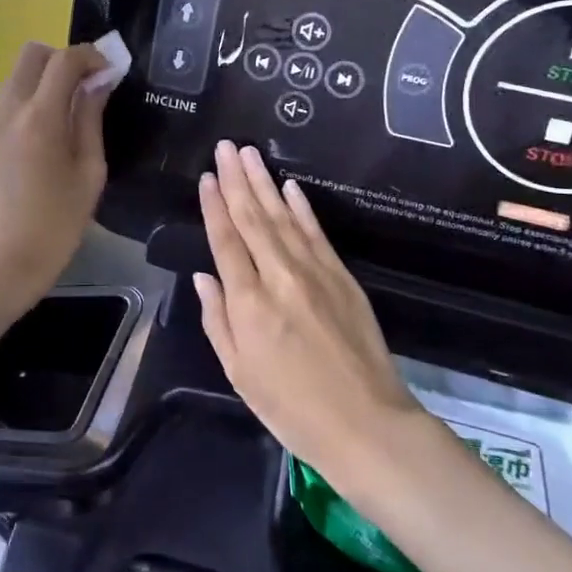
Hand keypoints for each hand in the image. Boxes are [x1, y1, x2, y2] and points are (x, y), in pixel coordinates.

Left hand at [0, 41, 110, 299]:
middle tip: (91, 84)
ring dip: (49, 74)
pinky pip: (14, 94)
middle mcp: (12, 108)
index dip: (91, 56)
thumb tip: (99, 82)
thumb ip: (91, 119)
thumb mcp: (89, 171)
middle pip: (34, 53)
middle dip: (65, 58)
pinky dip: (36, 92)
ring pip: (20, 71)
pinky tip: (57, 123)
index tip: (112, 73)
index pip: (64, 60)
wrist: (5, 259)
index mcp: (40, 117)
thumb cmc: (57, 223)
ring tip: (77, 105)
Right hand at [195, 142, 423, 486]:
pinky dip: (301, 207)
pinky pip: (316, 233)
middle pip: (253, 217)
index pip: (226, 240)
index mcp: (249, 302)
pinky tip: (290, 187)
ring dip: (264, 182)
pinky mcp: (342, 277)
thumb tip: (204, 276)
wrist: (367, 425)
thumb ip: (218, 320)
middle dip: (236, 179)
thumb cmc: (292, 408)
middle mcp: (279, 276)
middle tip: (225, 146)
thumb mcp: (240, 373)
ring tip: (249, 153)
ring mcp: (314, 272)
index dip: (213, 205)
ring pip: (283, 216)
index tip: (205, 177)